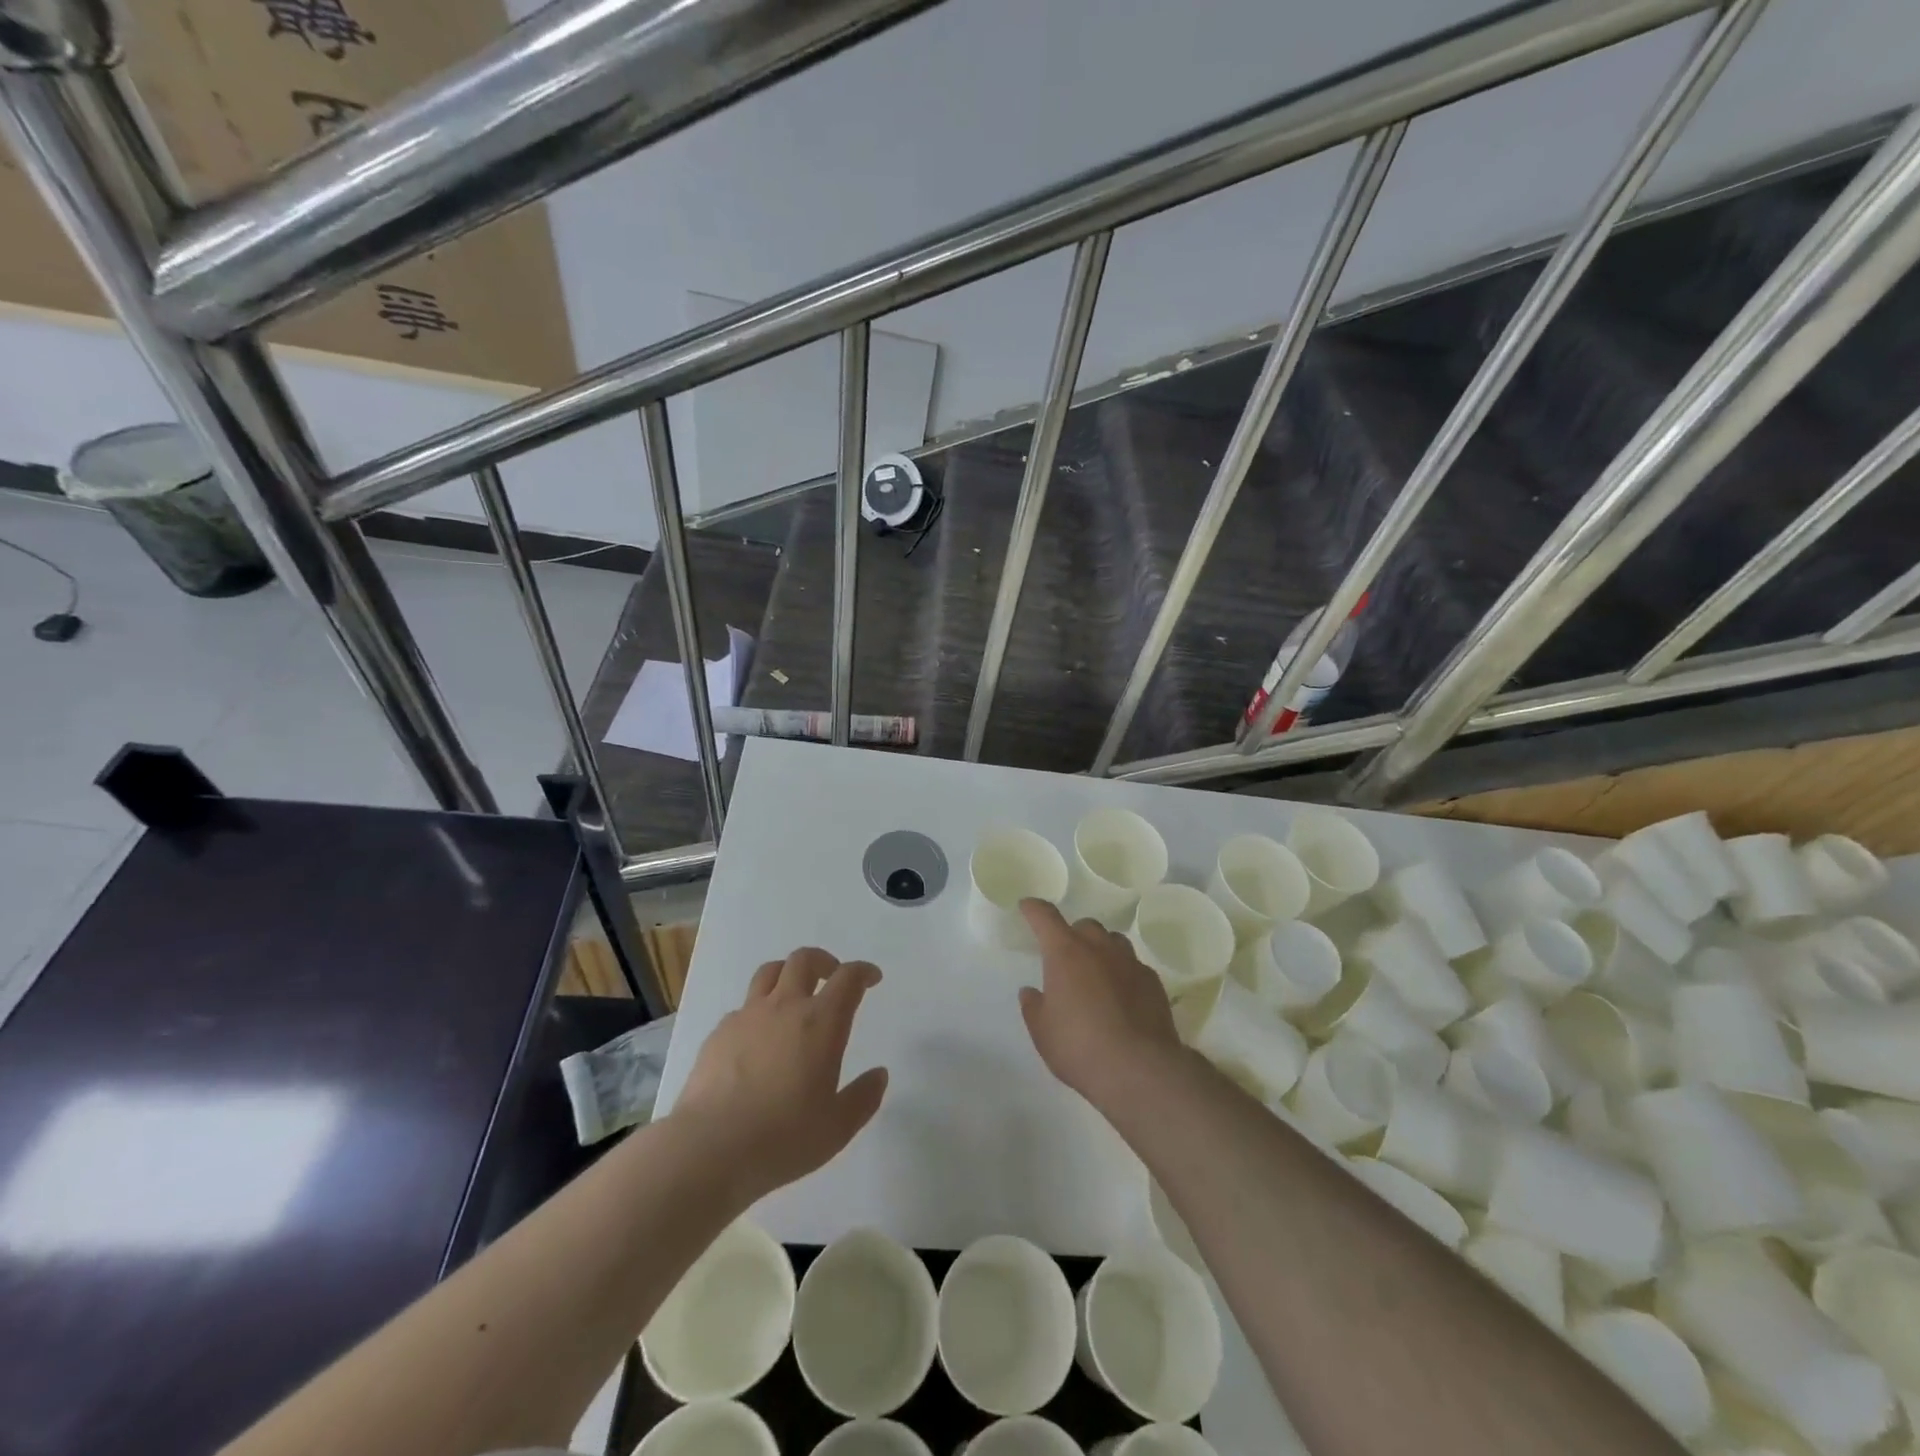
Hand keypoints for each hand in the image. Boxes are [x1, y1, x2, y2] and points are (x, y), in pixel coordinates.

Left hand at [673, 948, 889, 1202]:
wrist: (708, 1149)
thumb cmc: (782, 1137)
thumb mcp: (837, 1127)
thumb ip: (863, 1098)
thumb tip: (879, 1074)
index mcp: (821, 1022)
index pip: (848, 978)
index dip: (863, 972)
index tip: (871, 978)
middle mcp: (785, 1007)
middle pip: (804, 960)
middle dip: (824, 961)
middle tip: (831, 977)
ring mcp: (747, 1016)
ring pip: (770, 972)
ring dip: (788, 973)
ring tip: (794, 994)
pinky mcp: (719, 1033)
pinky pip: (744, 1006)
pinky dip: (758, 1010)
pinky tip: (758, 1037)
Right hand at [1017, 900, 1185, 1109]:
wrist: (1139, 1069)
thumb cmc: (1079, 1047)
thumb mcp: (1043, 1032)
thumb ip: (1034, 1007)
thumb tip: (1031, 992)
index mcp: (1065, 953)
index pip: (1045, 917)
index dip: (1034, 909)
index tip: (1027, 907)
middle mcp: (1099, 948)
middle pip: (1085, 926)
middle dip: (1073, 934)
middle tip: (1066, 956)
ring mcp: (1130, 963)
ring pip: (1114, 941)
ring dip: (1102, 950)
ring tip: (1096, 973)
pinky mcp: (1153, 982)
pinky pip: (1134, 966)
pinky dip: (1123, 973)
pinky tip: (1122, 996)